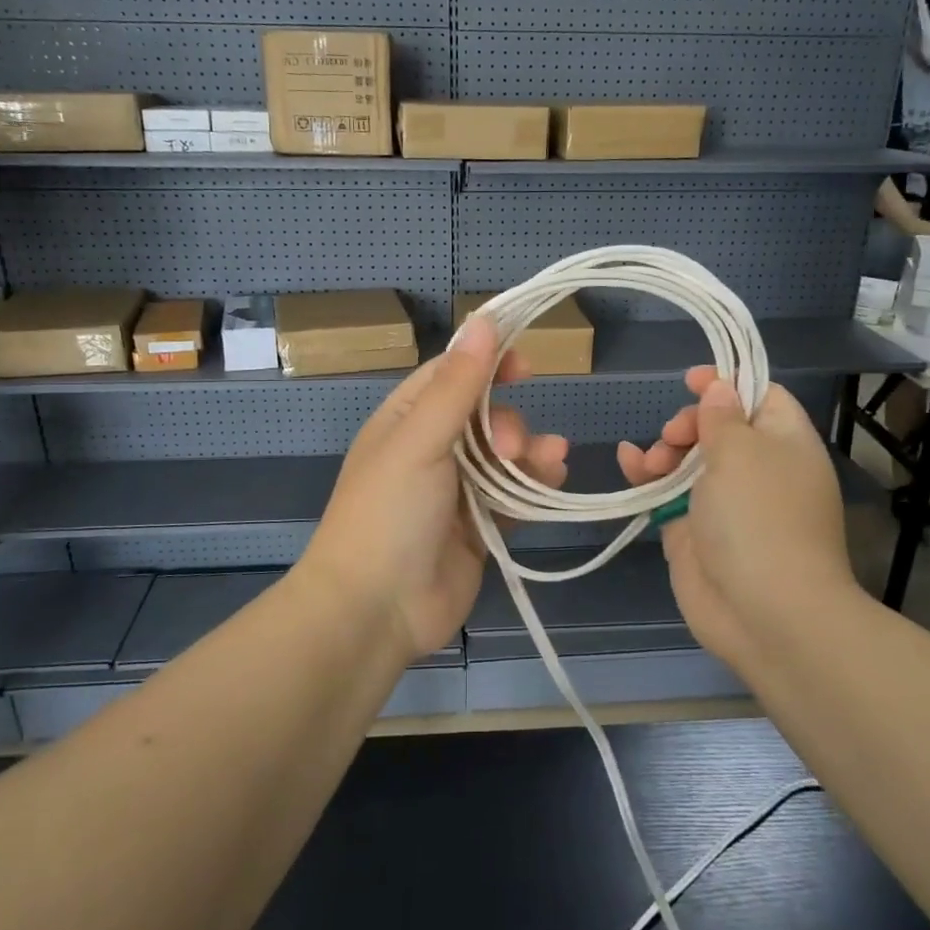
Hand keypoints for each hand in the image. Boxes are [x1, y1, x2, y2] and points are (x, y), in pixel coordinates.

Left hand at [301, 317, 567, 659]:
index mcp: (406, 420)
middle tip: (511, 447)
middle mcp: (431, 449)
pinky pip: (514, 494)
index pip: (451, 375)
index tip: (526, 362)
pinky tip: (554, 480)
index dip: (488, 363)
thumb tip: (483, 320)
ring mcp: (456, 491)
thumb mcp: (419, 440)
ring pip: (505, 456)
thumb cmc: (388, 512)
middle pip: (485, 415)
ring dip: (531, 452)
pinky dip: (534, 485)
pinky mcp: (480, 527)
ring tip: (549, 461)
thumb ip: (457, 384)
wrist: (375, 609)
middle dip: (509, 422)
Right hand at [616, 369, 853, 664]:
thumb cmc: (759, 518)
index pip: (761, 397)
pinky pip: (667, 493)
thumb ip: (723, 416)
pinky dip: (647, 477)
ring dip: (663, 451)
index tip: (689, 380)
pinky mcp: (694, 531)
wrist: (763, 612)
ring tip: (650, 464)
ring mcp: (725, 503)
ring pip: (688, 460)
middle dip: (687, 423)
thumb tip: (720, 388)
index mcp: (786, 444)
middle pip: (718, 428)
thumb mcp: (742, 452)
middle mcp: (758, 470)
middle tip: (672, 437)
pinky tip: (629, 464)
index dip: (727, 384)